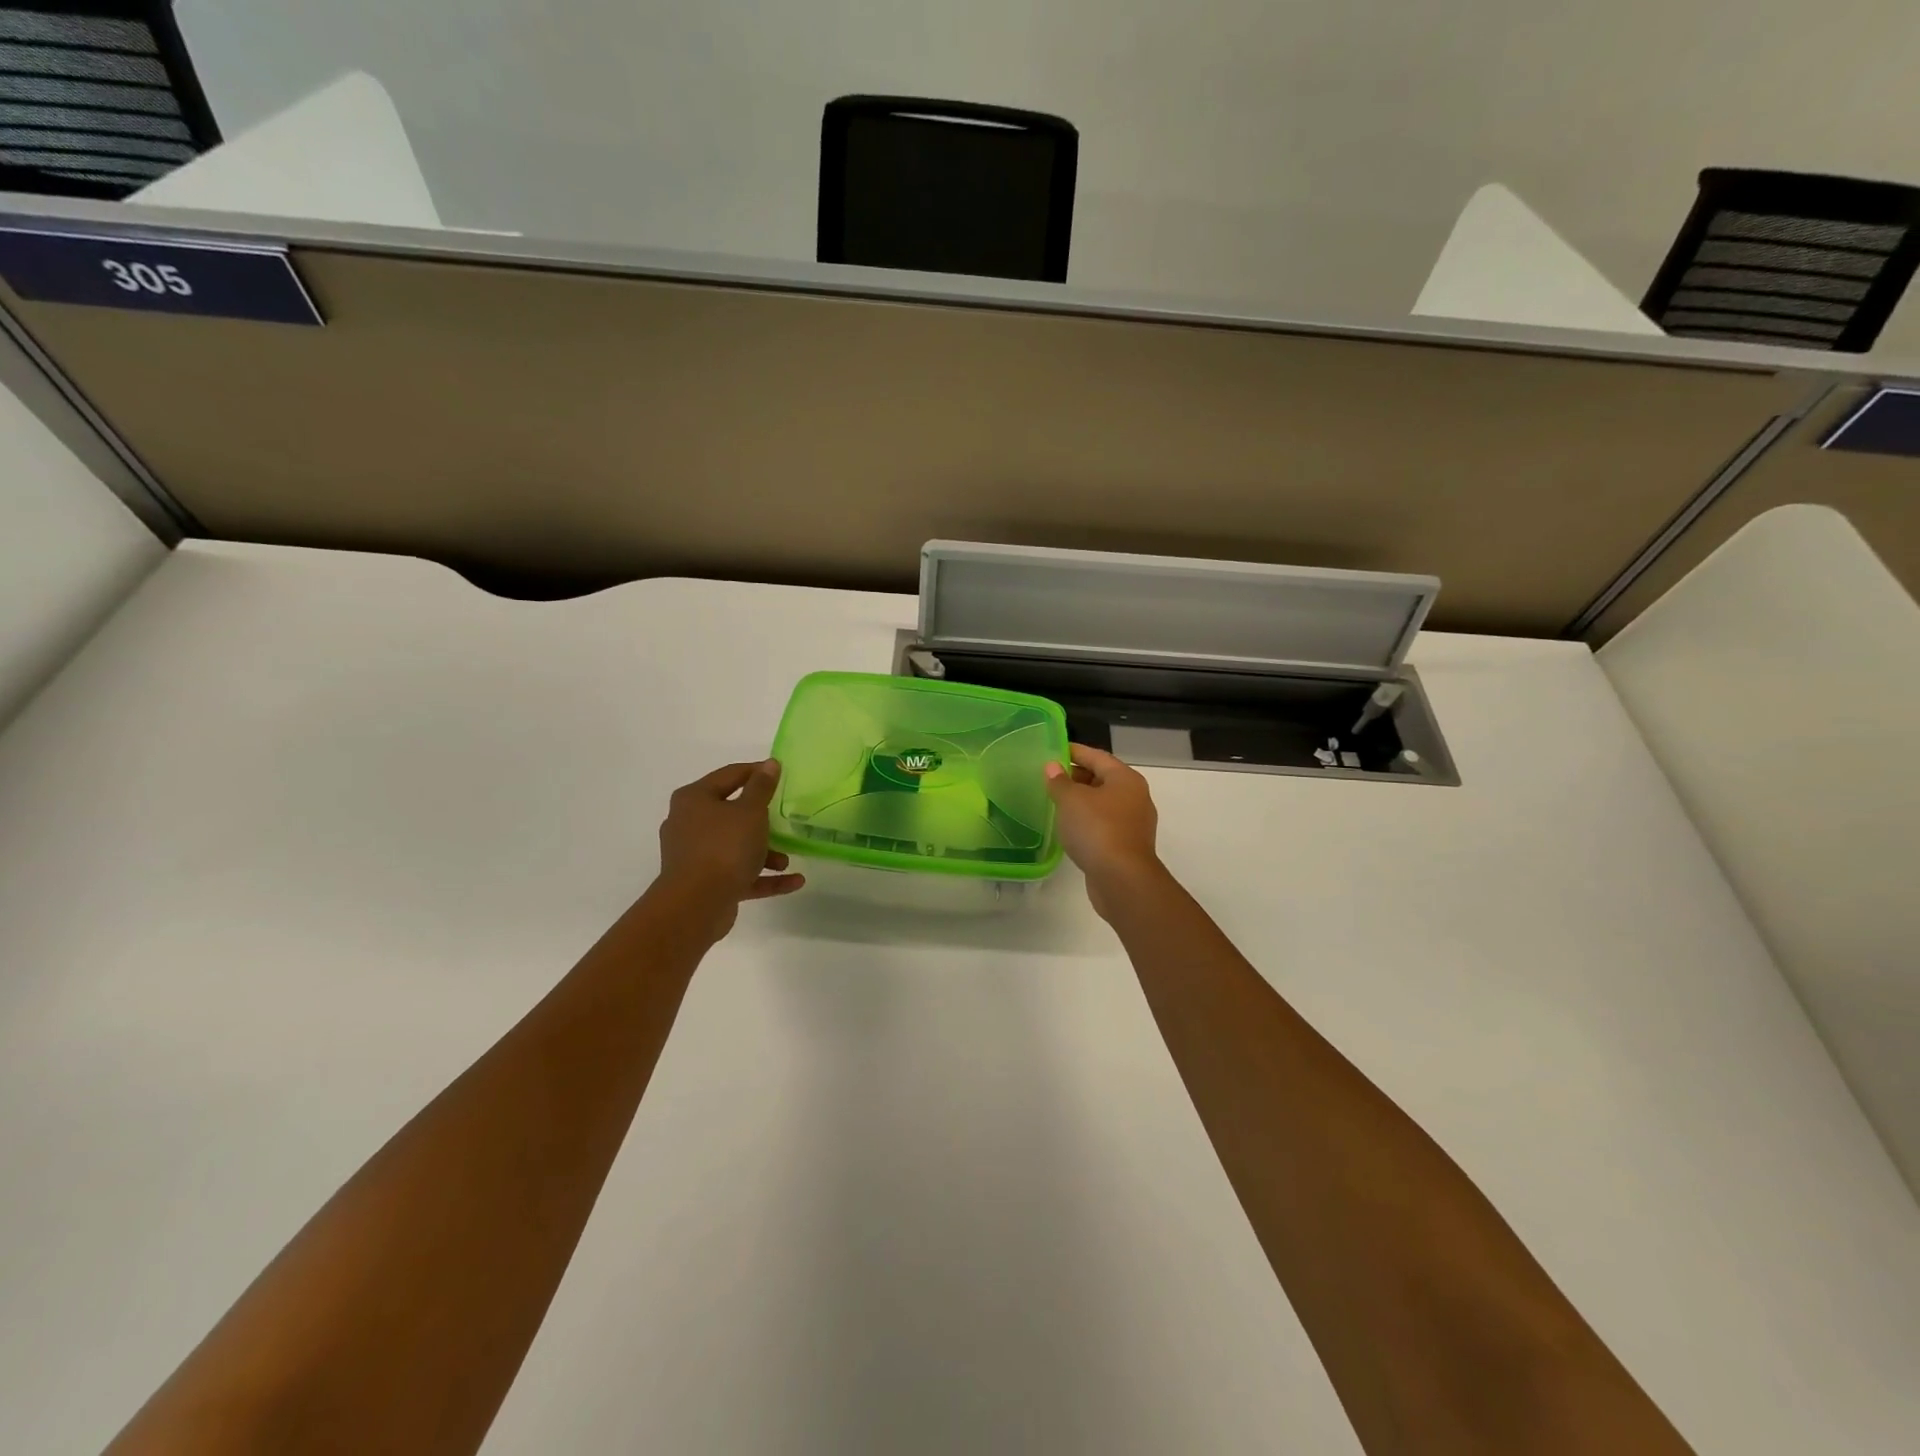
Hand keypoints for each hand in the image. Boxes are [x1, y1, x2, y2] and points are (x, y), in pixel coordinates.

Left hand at [654, 760, 805, 938]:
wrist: (696, 905)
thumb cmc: (724, 847)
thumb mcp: (750, 811)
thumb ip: (762, 787)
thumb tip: (770, 764)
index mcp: (694, 799)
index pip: (729, 776)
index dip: (756, 772)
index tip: (781, 774)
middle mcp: (689, 824)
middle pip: (731, 813)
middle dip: (761, 819)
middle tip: (785, 818)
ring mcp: (694, 856)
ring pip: (735, 846)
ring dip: (764, 852)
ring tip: (787, 860)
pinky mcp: (704, 883)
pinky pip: (739, 874)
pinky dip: (763, 877)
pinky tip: (794, 881)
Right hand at [1044, 744, 1166, 920]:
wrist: (1122, 879)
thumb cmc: (1097, 830)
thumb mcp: (1071, 800)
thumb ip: (1059, 781)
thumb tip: (1052, 767)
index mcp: (1125, 779)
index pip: (1097, 756)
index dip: (1074, 751)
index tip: (1052, 750)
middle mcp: (1135, 797)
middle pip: (1102, 778)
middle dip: (1076, 776)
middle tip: (1049, 777)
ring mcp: (1133, 823)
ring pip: (1103, 803)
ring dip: (1081, 801)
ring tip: (1055, 802)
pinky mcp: (1127, 845)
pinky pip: (1104, 824)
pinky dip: (1087, 821)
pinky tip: (1069, 828)